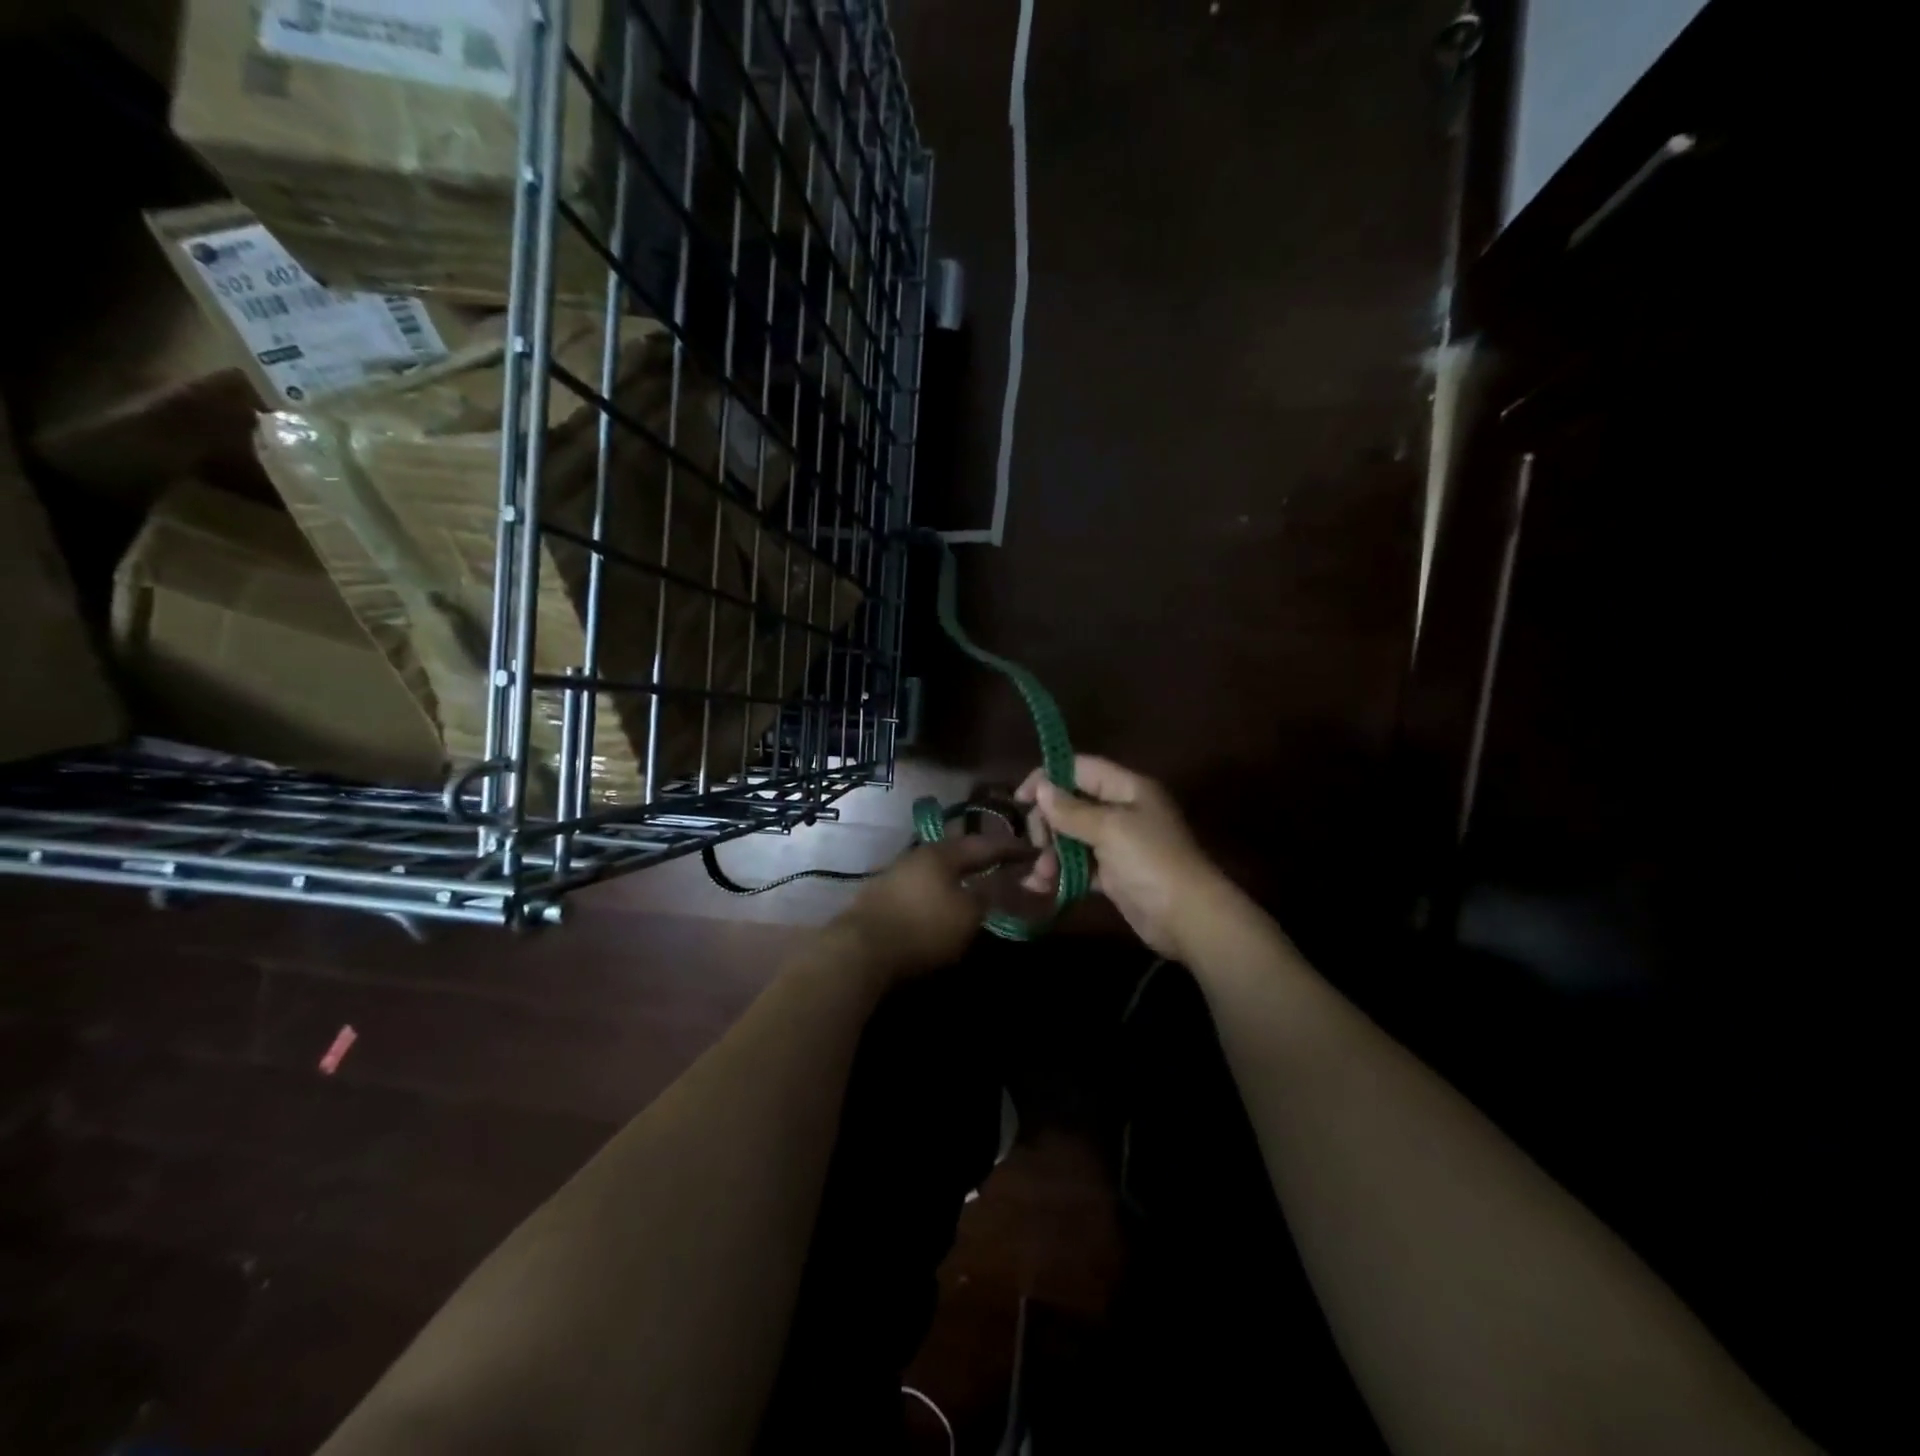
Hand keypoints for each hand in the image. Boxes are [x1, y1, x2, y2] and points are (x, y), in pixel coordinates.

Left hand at [834, 833, 1028, 980]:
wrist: (859, 949)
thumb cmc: (922, 927)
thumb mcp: (968, 912)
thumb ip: (992, 892)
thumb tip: (1010, 878)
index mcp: (944, 852)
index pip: (987, 844)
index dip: (1013, 849)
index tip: (1034, 851)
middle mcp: (920, 854)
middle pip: (960, 850)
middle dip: (984, 856)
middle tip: (1006, 863)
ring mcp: (898, 873)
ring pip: (940, 867)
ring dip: (962, 872)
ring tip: (980, 881)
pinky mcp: (884, 895)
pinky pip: (925, 883)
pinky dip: (943, 887)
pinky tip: (946, 899)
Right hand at [1016, 756, 1226, 960]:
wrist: (1188, 917)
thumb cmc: (1150, 861)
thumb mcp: (1110, 829)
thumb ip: (1072, 809)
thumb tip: (1040, 788)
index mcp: (1127, 788)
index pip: (1081, 768)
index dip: (1048, 777)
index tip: (1021, 799)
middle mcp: (1122, 810)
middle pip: (1073, 804)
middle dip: (1049, 822)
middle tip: (1037, 842)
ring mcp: (1118, 844)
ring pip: (1072, 838)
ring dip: (1051, 853)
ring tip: (1041, 874)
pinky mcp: (1114, 874)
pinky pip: (1079, 866)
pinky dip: (1061, 873)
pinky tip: (1041, 886)